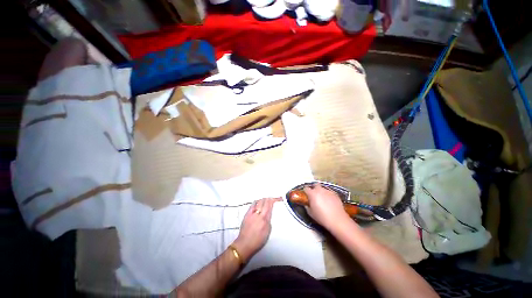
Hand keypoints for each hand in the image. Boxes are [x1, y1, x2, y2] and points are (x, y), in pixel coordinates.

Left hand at [232, 197, 280, 261]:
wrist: (245, 244)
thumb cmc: (258, 241)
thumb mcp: (268, 231)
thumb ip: (269, 220)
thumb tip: (269, 213)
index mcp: (265, 219)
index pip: (269, 205)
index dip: (273, 200)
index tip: (277, 198)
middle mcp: (258, 214)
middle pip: (264, 201)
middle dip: (269, 199)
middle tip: (272, 199)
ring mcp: (252, 213)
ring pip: (258, 202)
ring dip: (263, 200)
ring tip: (265, 201)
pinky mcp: (246, 214)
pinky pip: (252, 205)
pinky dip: (256, 202)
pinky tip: (257, 203)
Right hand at [304, 183, 351, 229]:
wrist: (337, 220)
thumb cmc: (322, 217)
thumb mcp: (311, 213)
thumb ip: (307, 206)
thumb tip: (306, 204)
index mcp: (312, 194)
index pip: (306, 188)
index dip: (305, 191)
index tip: (306, 195)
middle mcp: (319, 190)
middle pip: (315, 184)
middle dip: (314, 188)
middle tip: (314, 195)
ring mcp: (328, 191)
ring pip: (323, 188)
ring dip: (321, 192)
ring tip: (323, 199)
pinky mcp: (335, 194)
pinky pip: (329, 192)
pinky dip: (328, 195)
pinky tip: (329, 201)